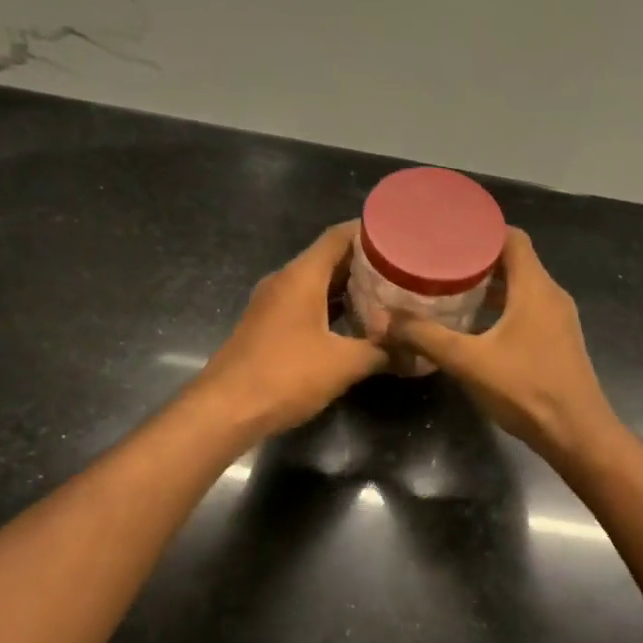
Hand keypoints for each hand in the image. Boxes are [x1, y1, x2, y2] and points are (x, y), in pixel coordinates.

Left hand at [195, 222, 387, 436]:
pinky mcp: (268, 326)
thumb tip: (417, 353)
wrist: (224, 410)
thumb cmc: (285, 375)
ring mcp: (273, 304)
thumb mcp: (343, 364)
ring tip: (387, 292)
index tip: (400, 234)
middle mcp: (285, 281)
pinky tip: (356, 323)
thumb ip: (382, 352)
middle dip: (365, 262)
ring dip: (348, 287)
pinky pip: (306, 303)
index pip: (338, 236)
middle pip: (329, 258)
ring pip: (316, 283)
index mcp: (301, 276)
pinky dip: (332, 306)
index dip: (369, 231)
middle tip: (403, 267)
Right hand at [382, 228, 617, 460]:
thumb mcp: (468, 361)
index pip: (513, 238)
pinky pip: (528, 308)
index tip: (450, 232)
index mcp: (535, 287)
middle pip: (516, 260)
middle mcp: (551, 294)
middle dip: (479, 258)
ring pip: (522, 287)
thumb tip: (385, 320)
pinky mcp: (558, 340)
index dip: (483, 230)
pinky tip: (475, 324)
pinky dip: (502, 307)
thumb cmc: (526, 389)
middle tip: (440, 260)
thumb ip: (426, 337)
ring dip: (490, 285)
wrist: (577, 434)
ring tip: (451, 288)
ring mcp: (558, 318)